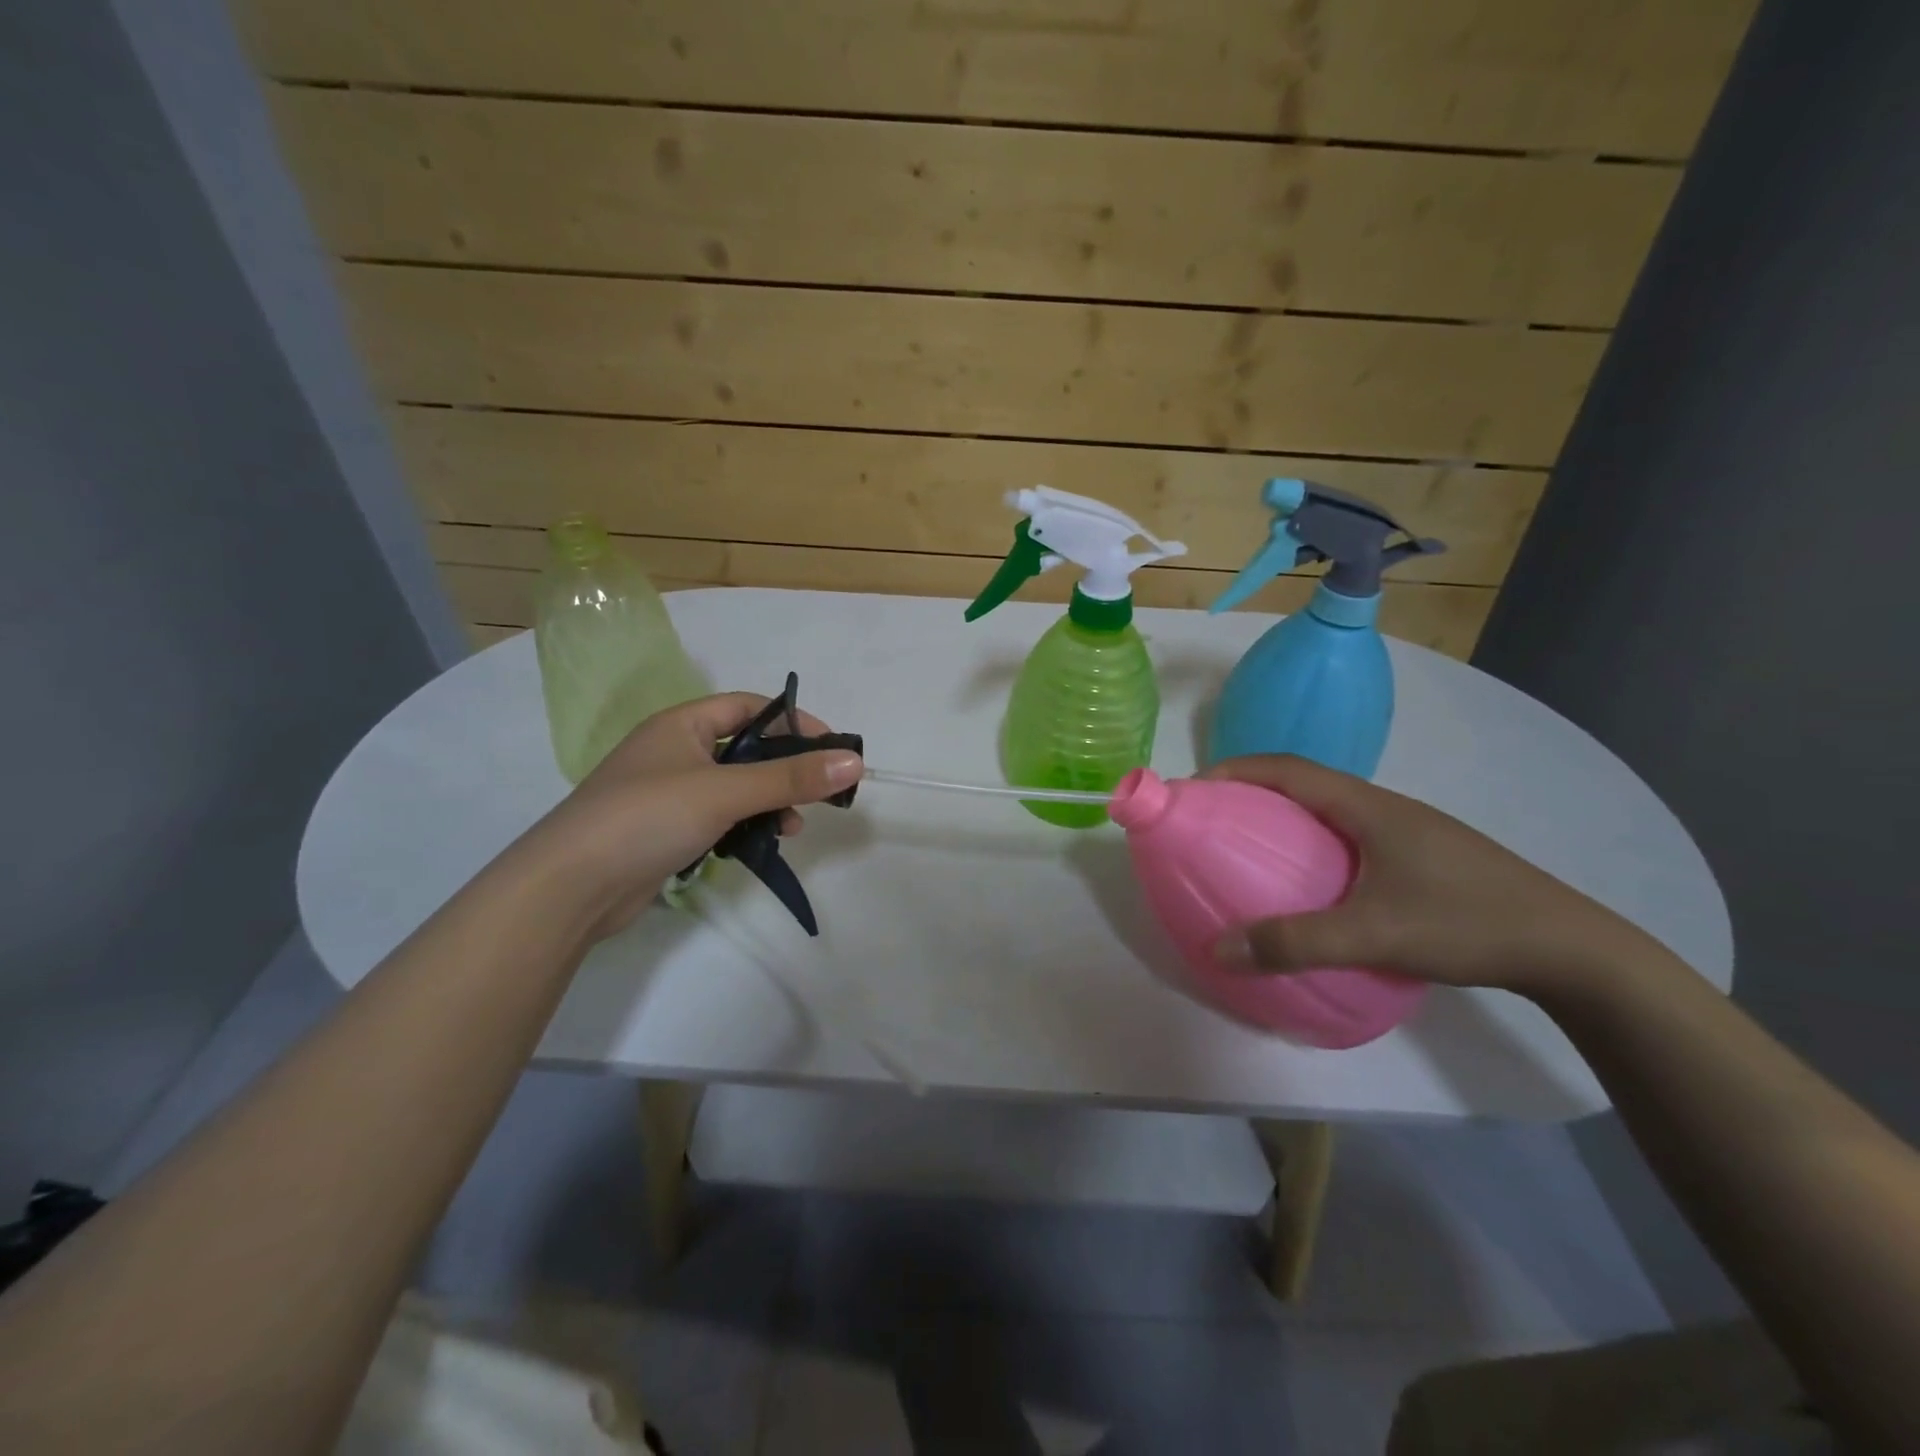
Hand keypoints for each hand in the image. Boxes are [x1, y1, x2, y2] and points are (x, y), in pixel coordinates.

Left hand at [522, 693, 863, 939]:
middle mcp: (675, 751)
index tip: (830, 747)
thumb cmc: (646, 818)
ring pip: (735, 786)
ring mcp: (669, 792)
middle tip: (820, 791)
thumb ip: (789, 778)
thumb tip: (855, 762)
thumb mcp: (724, 792)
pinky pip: (720, 816)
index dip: (791, 722)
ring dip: (769, 801)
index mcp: (681, 725)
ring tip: (792, 826)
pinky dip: (745, 825)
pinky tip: (761, 844)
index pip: (748, 707)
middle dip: (784, 768)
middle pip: (745, 748)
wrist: (568, 887)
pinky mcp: (666, 830)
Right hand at [1204, 755, 1659, 998]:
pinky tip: (1312, 884)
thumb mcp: (1373, 935)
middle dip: (1251, 793)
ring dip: (1284, 818)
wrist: (1572, 949)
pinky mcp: (1422, 856)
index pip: (1286, 768)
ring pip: (1329, 810)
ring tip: (1251, 850)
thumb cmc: (1466, 923)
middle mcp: (1384, 807)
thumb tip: (1219, 948)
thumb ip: (1294, 942)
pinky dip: (1313, 844)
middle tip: (1213, 822)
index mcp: (1367, 806)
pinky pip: (1349, 835)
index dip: (1235, 770)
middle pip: (1303, 783)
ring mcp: (1408, 831)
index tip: (1194, 789)